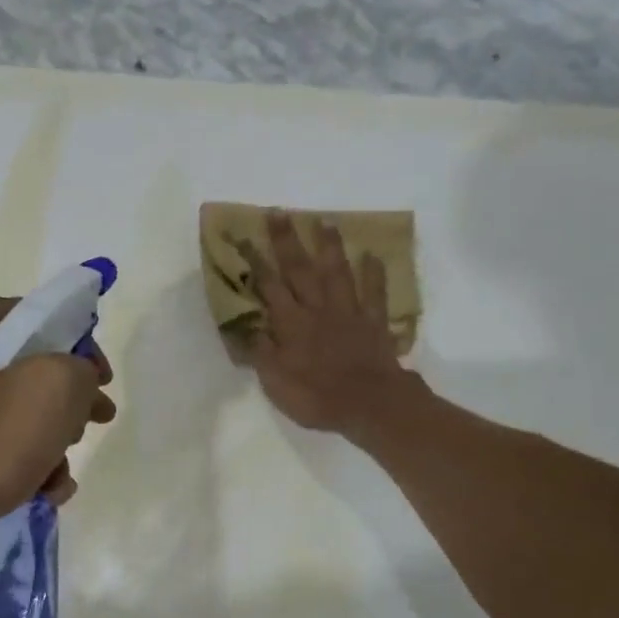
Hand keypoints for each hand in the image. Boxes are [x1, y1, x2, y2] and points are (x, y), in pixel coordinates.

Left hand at [0, 294, 116, 545]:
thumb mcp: (50, 392)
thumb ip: (79, 369)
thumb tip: (76, 379)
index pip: (43, 315)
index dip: (82, 348)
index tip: (101, 385)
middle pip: (30, 366)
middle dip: (67, 403)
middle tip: (88, 427)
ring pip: (15, 408)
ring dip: (49, 442)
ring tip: (58, 478)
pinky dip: (21, 461)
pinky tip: (39, 493)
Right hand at [240, 212, 414, 441]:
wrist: (369, 404)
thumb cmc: (316, 398)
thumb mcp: (276, 382)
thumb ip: (261, 352)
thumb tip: (244, 327)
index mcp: (291, 324)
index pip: (269, 288)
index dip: (257, 262)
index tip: (246, 237)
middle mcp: (317, 310)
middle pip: (300, 270)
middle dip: (287, 241)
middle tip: (279, 212)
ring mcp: (348, 313)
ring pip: (337, 273)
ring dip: (329, 247)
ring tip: (324, 222)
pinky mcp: (373, 323)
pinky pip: (374, 294)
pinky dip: (374, 274)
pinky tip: (372, 255)